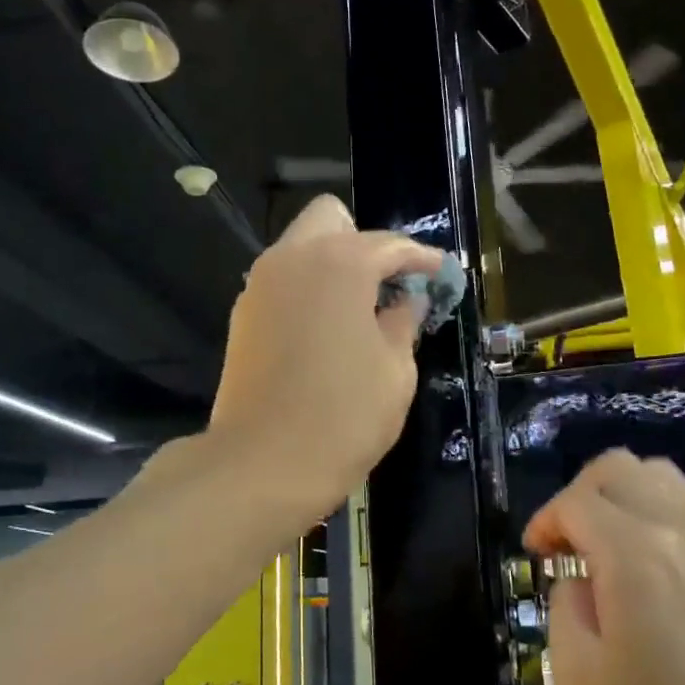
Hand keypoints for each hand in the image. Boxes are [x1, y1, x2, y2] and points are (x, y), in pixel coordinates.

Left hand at [207, 194, 443, 519]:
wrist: (262, 465)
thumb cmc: (344, 417)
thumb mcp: (395, 371)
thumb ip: (405, 323)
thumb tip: (408, 302)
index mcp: (338, 263)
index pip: (390, 245)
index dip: (421, 259)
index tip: (442, 274)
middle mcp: (292, 259)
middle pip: (331, 220)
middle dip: (365, 242)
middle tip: (390, 285)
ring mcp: (260, 285)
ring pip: (301, 248)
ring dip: (334, 264)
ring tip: (362, 309)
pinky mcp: (243, 316)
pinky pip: (283, 281)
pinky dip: (309, 288)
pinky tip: (328, 328)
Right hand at [525, 450, 684, 684]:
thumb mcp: (581, 682)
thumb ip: (565, 610)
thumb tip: (579, 581)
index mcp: (634, 554)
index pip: (575, 502)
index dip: (545, 521)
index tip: (537, 557)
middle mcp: (679, 527)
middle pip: (617, 467)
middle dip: (579, 496)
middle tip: (570, 545)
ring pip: (661, 475)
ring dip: (622, 497)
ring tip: (612, 548)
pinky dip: (661, 512)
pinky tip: (658, 563)